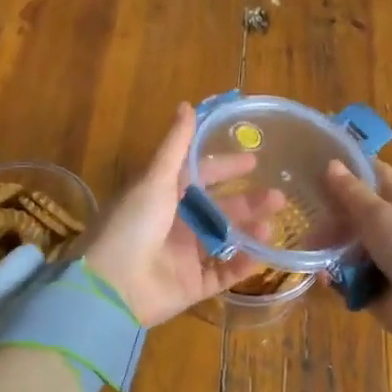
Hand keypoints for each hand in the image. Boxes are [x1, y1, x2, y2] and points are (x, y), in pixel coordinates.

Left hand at [82, 103, 285, 326]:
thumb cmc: (132, 224)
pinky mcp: (192, 285)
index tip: (255, 161)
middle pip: (219, 209)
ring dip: (250, 231)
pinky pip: (223, 273)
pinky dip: (242, 265)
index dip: (226, 167)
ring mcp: (185, 256)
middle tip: (279, 197)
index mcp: (163, 196)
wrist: (111, 287)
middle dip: (249, 202)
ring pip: (226, 240)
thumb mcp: (154, 179)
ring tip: (273, 225)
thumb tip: (187, 105)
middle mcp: (176, 224)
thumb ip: (175, 145)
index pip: (201, 177)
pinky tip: (262, 254)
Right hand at [322, 158, 391, 343]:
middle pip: (354, 213)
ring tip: (311, 249)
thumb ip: (351, 191)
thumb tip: (332, 162)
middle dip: (331, 215)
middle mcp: (389, 226)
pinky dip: (335, 276)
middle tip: (308, 217)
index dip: (354, 167)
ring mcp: (381, 256)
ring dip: (329, 247)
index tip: (323, 163)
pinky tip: (324, 277)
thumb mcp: (378, 214)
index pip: (375, 175)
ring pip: (347, 245)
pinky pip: (347, 275)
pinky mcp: (372, 284)